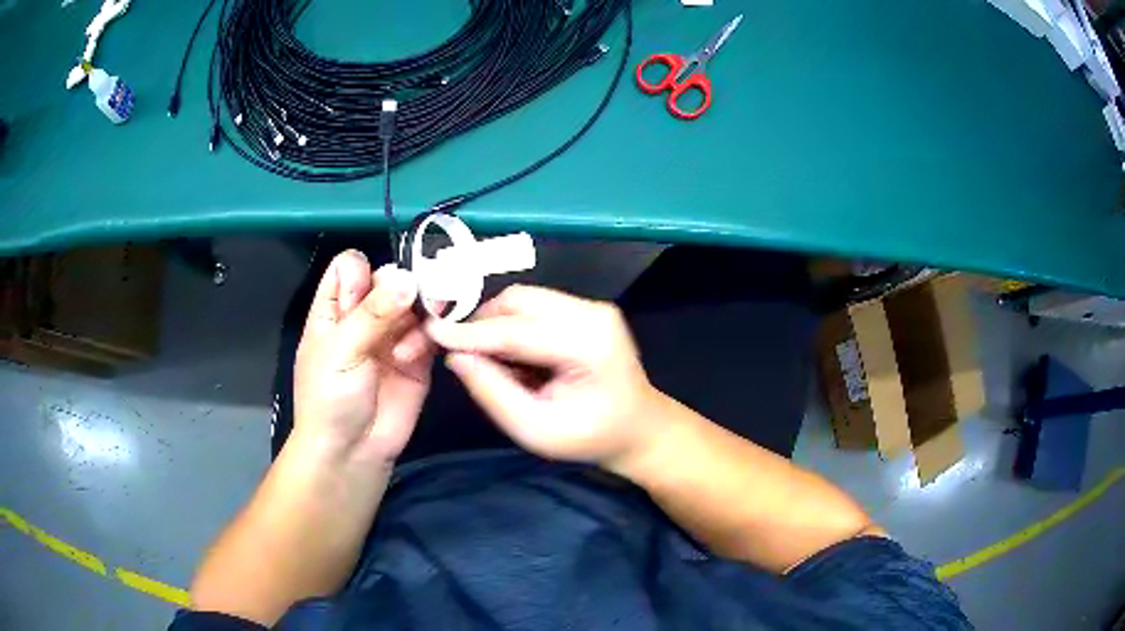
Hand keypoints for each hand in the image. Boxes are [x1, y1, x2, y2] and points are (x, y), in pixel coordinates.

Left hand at [292, 250, 434, 464]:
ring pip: (415, 304)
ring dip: (417, 315)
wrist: (351, 452)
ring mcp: (393, 337)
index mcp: (334, 309)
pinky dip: (430, 337)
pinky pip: (432, 333)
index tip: (372, 288)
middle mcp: (364, 317)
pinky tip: (413, 355)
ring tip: (407, 343)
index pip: (350, 268)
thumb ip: (372, 313)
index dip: (363, 270)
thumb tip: (408, 276)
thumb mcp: (341, 350)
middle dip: (400, 288)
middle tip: (408, 304)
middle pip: (389, 280)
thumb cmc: (329, 398)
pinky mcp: (418, 359)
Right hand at [426, 285, 660, 467]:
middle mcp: (592, 313)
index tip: (430, 332)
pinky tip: (515, 357)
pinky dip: (513, 327)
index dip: (469, 333)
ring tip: (492, 362)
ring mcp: (592, 307)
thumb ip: (493, 392)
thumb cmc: (590, 438)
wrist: (639, 429)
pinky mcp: (586, 310)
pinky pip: (535, 307)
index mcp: (588, 344)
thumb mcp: (536, 430)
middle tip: (461, 355)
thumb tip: (456, 356)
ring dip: (497, 325)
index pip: (516, 330)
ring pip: (523, 300)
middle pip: (518, 301)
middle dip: (482, 324)